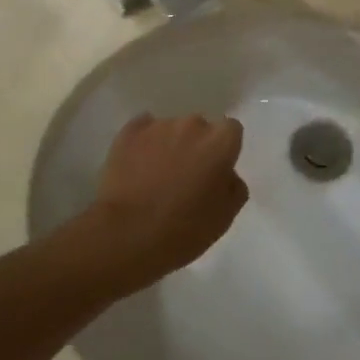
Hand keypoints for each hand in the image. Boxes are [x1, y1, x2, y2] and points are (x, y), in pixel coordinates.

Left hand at [82, 114, 249, 290]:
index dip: (223, 150)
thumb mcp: (225, 217)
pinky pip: (142, 131)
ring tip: (156, 176)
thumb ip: (233, 186)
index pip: (231, 131)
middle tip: (185, 177)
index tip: (215, 171)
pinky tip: (137, 166)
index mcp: (221, 141)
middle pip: (200, 128)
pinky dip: (143, 144)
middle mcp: (192, 124)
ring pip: (170, 130)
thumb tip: (226, 175)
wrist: (126, 235)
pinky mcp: (128, 133)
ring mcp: (158, 126)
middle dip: (196, 146)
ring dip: (169, 146)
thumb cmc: (183, 229)